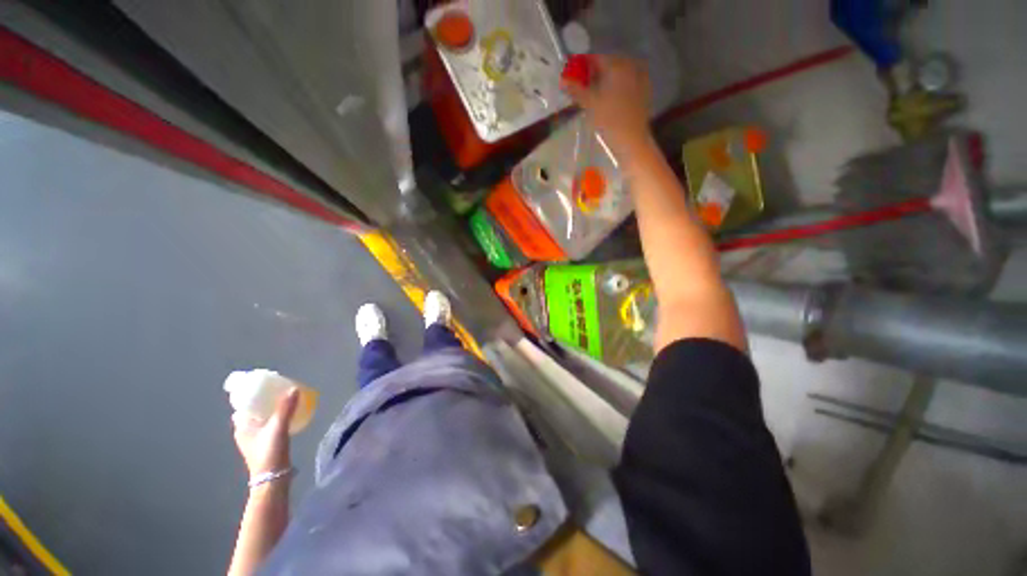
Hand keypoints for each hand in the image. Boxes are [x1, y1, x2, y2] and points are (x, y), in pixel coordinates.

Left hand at [232, 388, 298, 476]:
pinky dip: (274, 417)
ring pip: (259, 417)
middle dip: (262, 399)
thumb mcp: (278, 428)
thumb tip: (293, 388)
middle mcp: (244, 431)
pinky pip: (267, 424)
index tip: (264, 385)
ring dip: (269, 408)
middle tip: (278, 390)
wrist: (272, 478)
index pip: (242, 404)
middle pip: (251, 410)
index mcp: (242, 426)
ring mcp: (254, 438)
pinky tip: (286, 415)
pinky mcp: (264, 443)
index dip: (250, 394)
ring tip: (284, 400)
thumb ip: (285, 409)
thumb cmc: (269, 452)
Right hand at [561, 55, 652, 156]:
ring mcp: (640, 77)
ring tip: (594, 95)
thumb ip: (576, 89)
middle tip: (581, 87)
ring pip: (617, 74)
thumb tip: (562, 79)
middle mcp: (630, 65)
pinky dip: (616, 87)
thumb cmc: (609, 120)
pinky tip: (609, 100)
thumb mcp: (590, 104)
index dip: (581, 67)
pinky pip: (626, 82)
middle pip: (607, 65)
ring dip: (604, 81)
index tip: (572, 77)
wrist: (632, 139)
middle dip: (593, 74)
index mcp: (617, 64)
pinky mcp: (644, 91)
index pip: (595, 58)